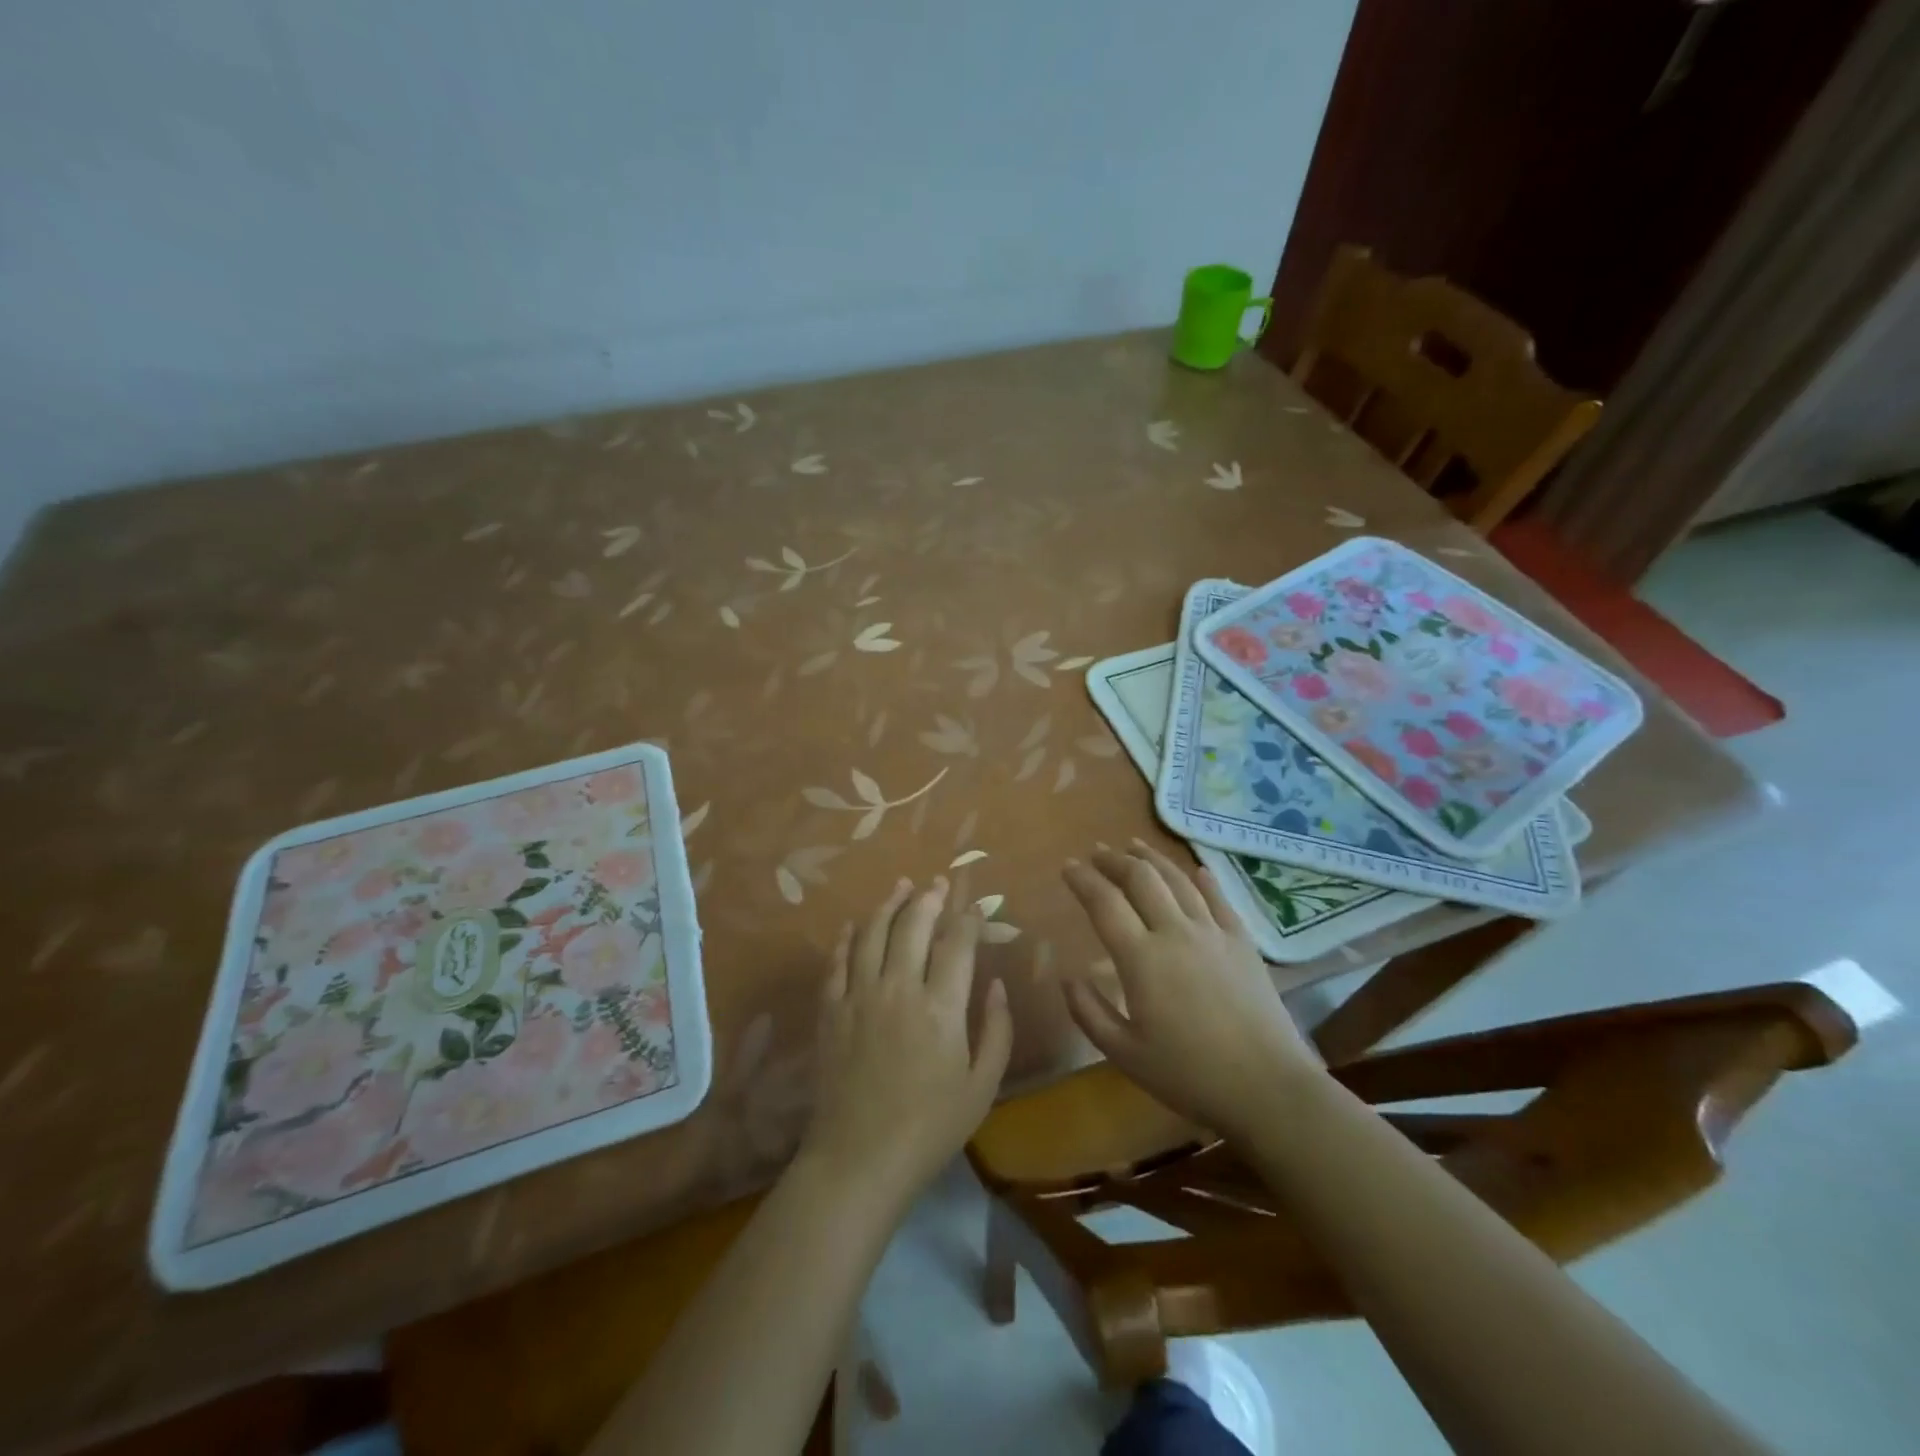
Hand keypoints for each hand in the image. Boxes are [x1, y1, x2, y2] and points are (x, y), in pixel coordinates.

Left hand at [802, 877, 1013, 1209]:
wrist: (858, 1160)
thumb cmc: (929, 1129)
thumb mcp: (981, 1087)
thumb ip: (996, 1031)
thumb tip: (998, 985)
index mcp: (941, 1007)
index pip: (957, 945)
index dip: (968, 919)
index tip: (976, 906)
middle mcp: (898, 989)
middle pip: (913, 926)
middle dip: (929, 898)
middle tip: (937, 883)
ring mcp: (859, 997)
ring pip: (872, 934)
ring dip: (888, 905)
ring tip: (900, 886)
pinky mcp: (831, 1011)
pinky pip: (837, 962)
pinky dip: (847, 939)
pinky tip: (854, 926)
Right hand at [1062, 841, 1321, 1140]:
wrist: (1268, 1087)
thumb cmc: (1190, 1074)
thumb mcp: (1125, 1054)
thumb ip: (1089, 1012)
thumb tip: (1067, 977)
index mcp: (1141, 959)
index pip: (1104, 903)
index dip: (1082, 880)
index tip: (1067, 866)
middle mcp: (1175, 933)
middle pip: (1141, 879)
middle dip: (1114, 860)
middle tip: (1097, 852)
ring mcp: (1213, 933)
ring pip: (1178, 880)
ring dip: (1151, 859)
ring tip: (1133, 846)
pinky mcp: (1243, 942)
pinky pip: (1219, 899)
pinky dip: (1203, 880)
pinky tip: (1196, 870)